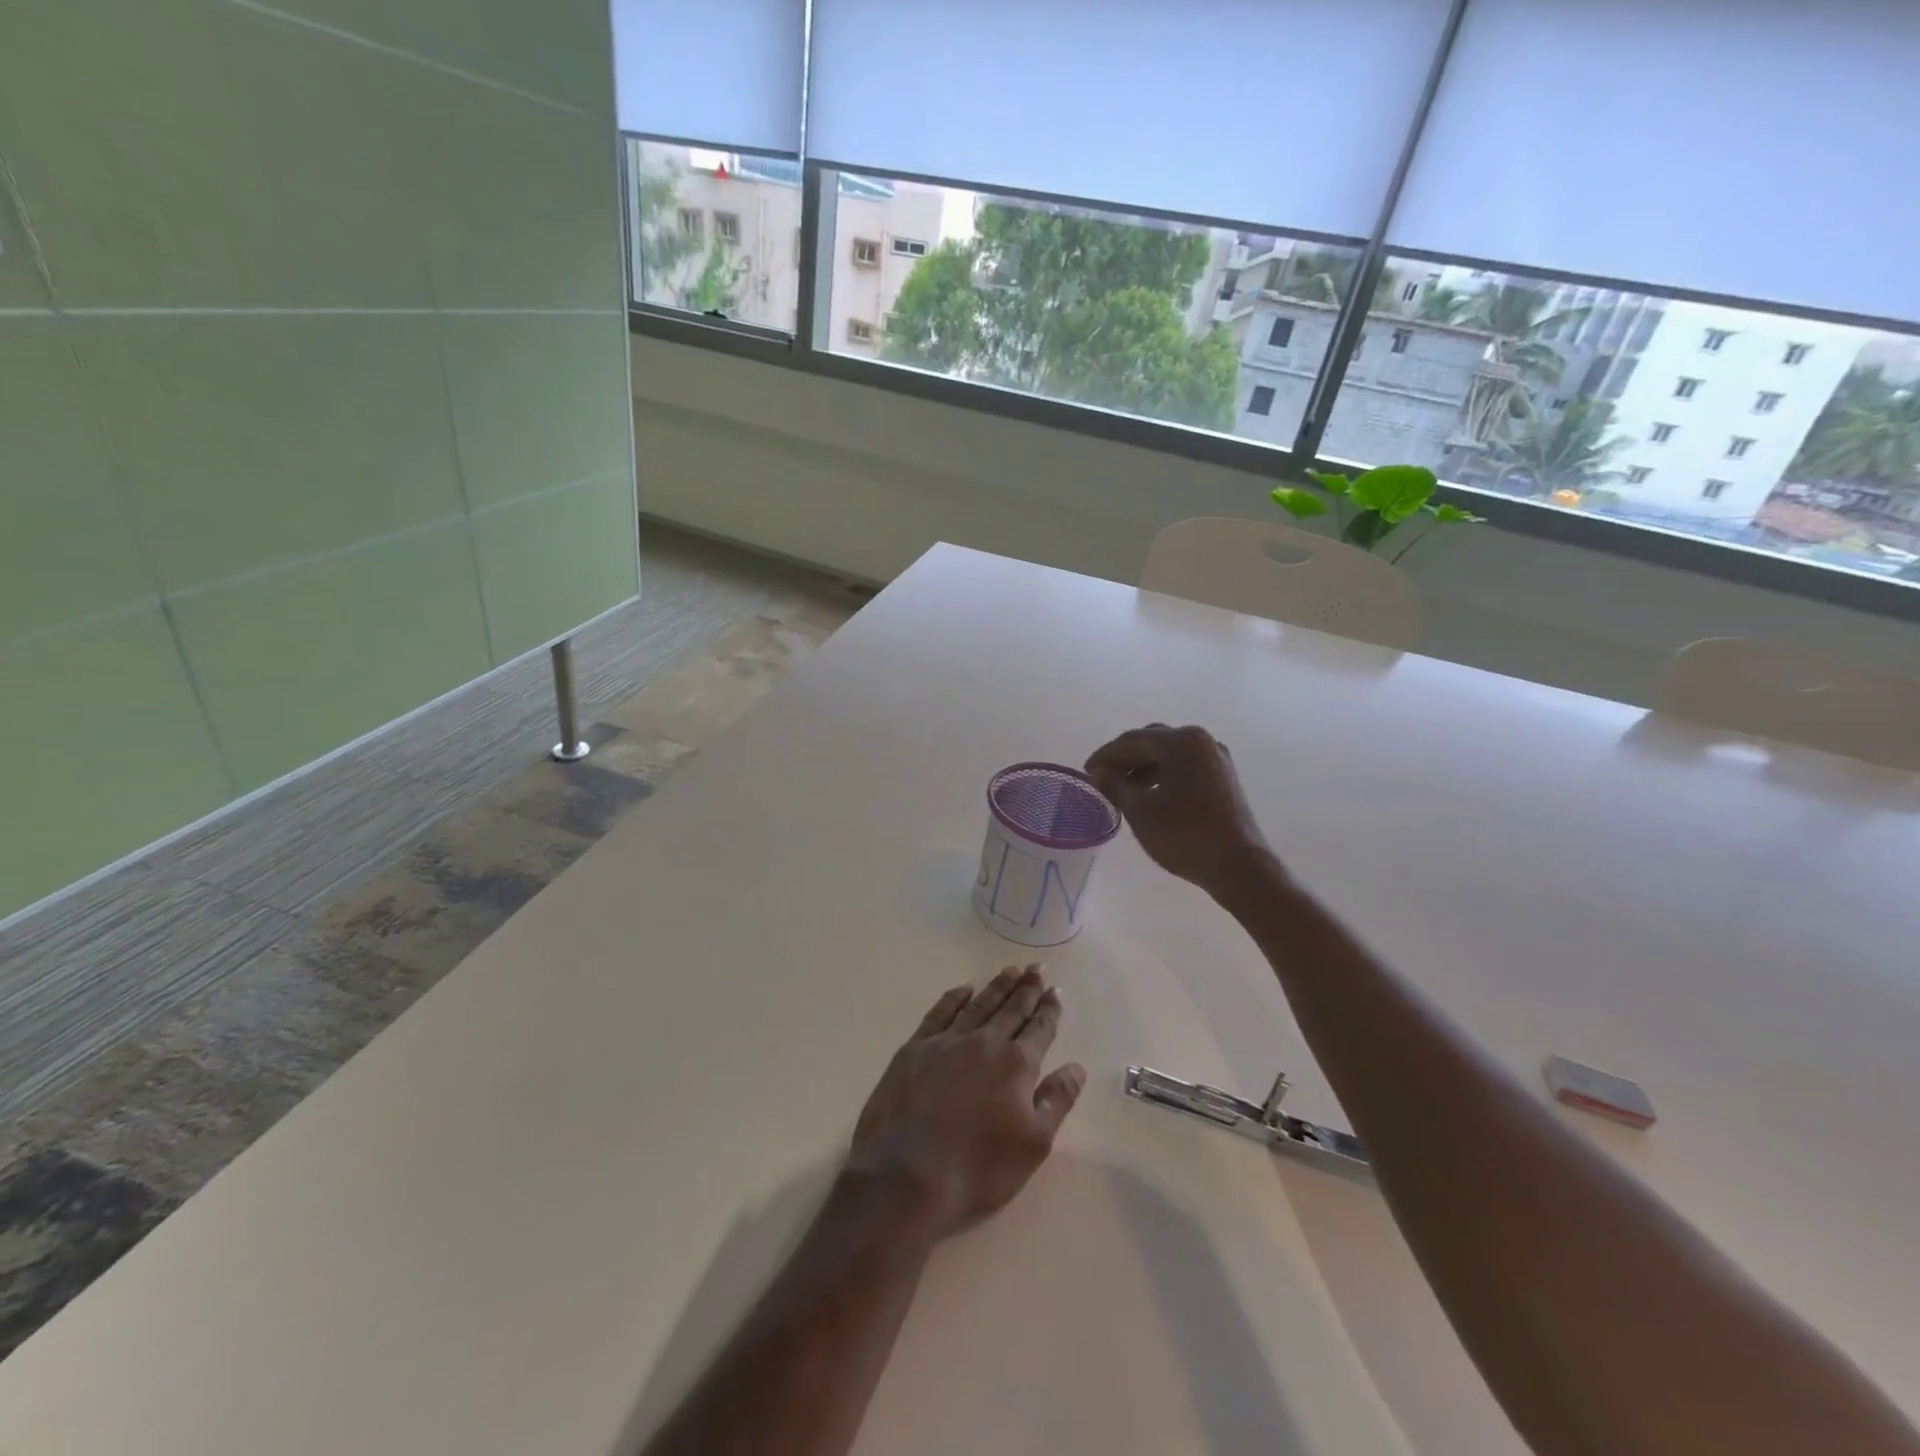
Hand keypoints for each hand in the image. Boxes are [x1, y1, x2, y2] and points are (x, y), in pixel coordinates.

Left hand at [848, 966, 1086, 1239]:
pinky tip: (964, 989)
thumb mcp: (1033, 1144)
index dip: (1050, 1009)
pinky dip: (954, 998)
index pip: (1039, 1029)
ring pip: (979, 1005)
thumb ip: (1057, 1100)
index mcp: (1017, 1065)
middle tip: (1037, 968)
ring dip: (997, 987)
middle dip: (1027, 988)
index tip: (1056, 990)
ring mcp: (947, 1041)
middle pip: (1011, 1009)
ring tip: (1010, 970)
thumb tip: (1076, 1067)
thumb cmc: (978, 1168)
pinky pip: (940, 1012)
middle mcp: (984, 1043)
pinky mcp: (915, 1048)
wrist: (907, 1175)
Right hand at [1085, 723, 1271, 895]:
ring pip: (1168, 754)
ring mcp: (1216, 759)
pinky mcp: (1223, 777)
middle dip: (1124, 758)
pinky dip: (1162, 775)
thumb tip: (1099, 773)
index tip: (1085, 771)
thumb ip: (1115, 786)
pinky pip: (1184, 766)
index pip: (1132, 740)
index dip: (1105, 755)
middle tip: (1102, 777)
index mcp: (1181, 742)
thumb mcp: (1140, 811)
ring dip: (1142, 767)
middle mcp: (1201, 741)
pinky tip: (1148, 795)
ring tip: (1121, 789)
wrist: (1239, 866)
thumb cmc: (1184, 835)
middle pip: (1152, 741)